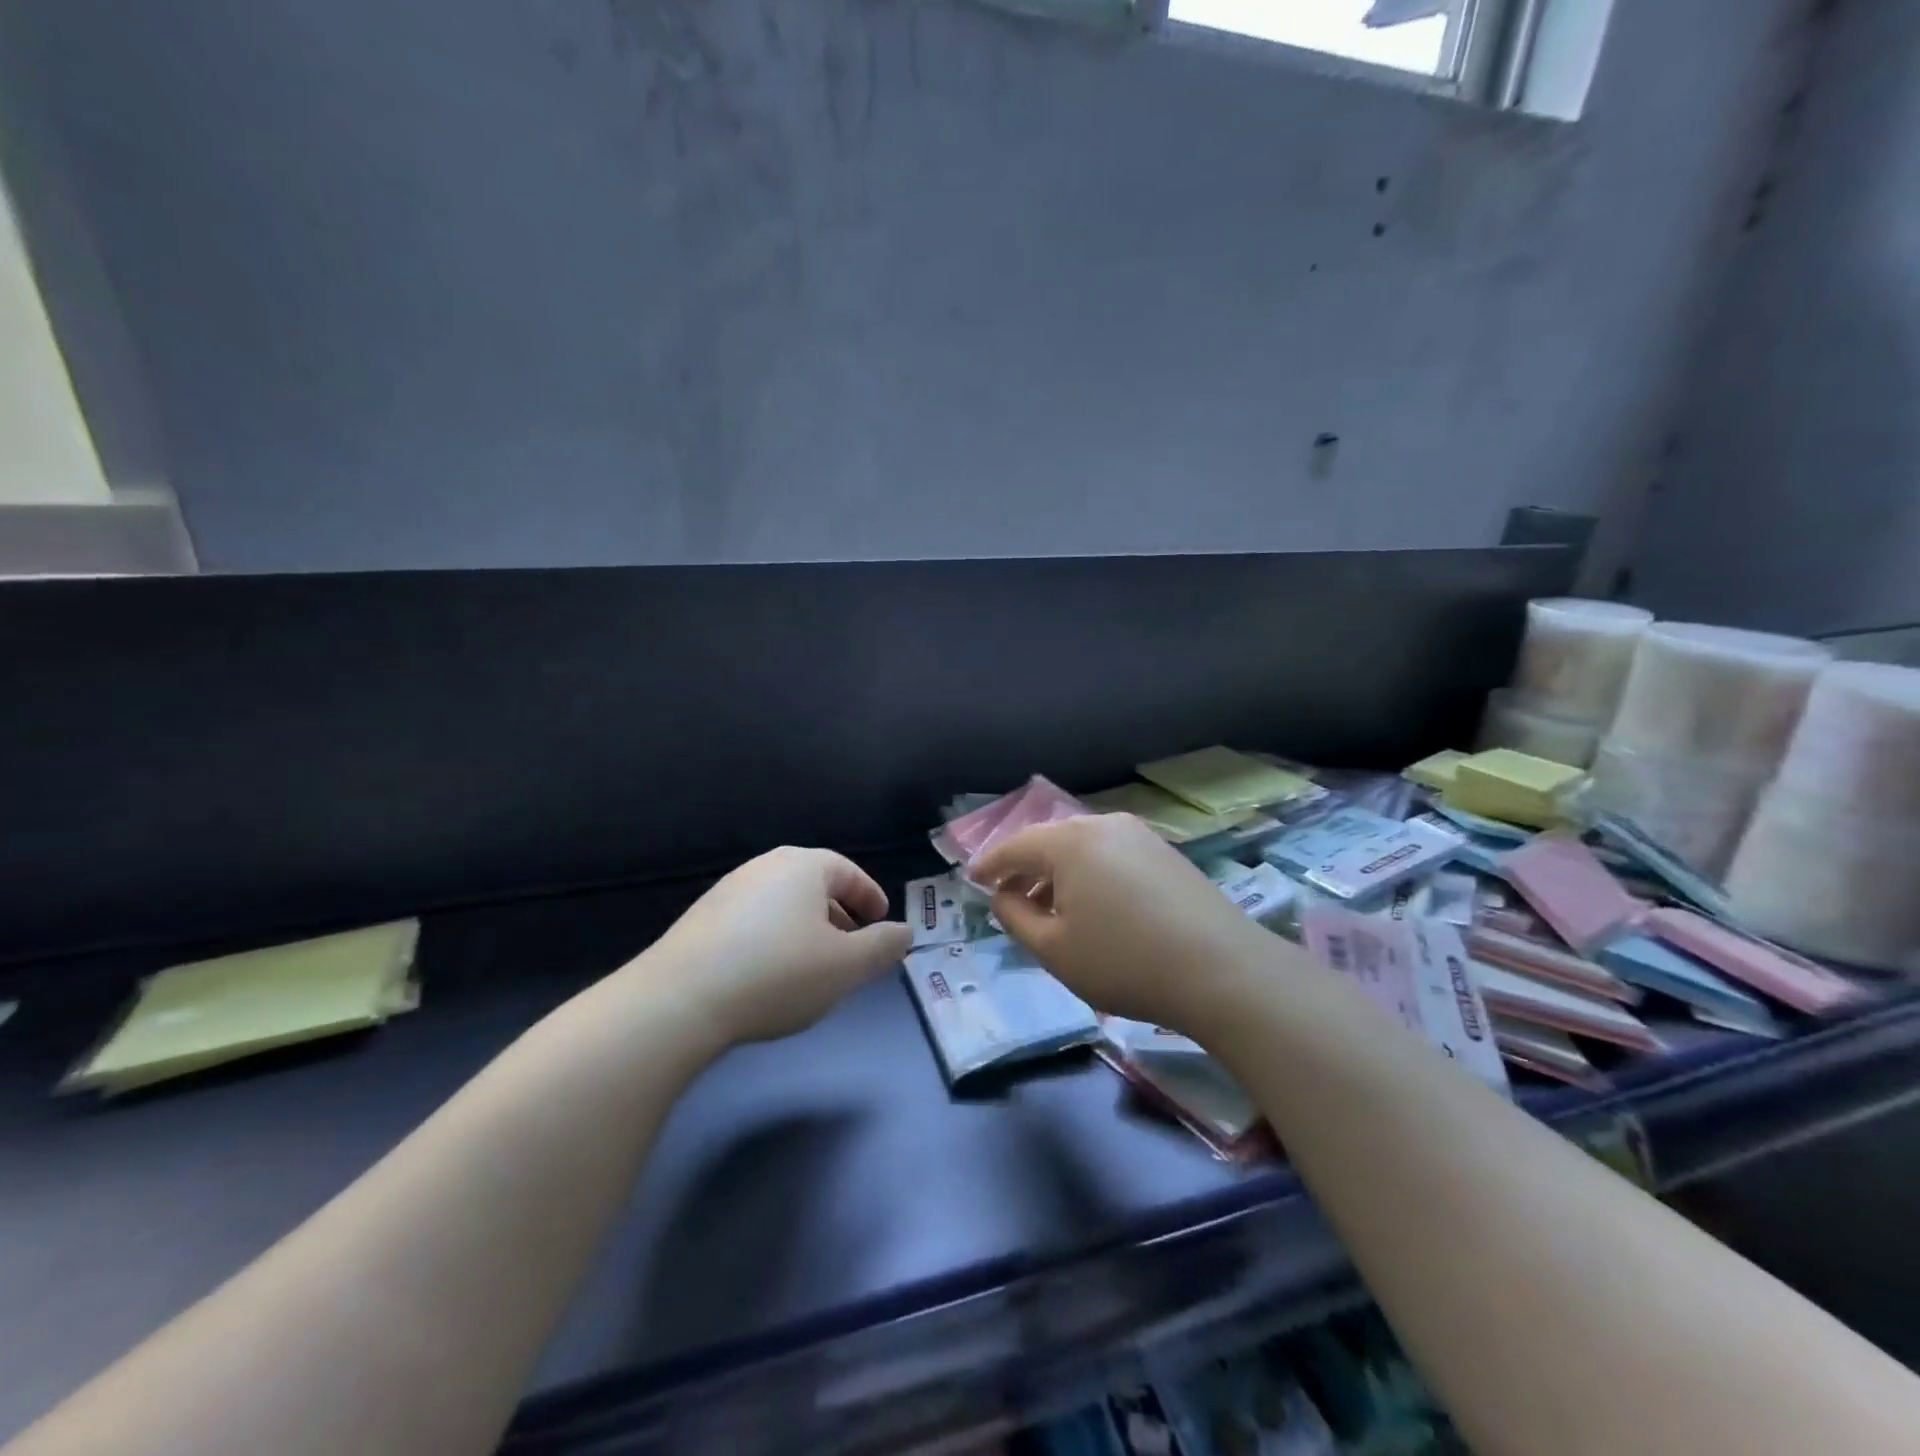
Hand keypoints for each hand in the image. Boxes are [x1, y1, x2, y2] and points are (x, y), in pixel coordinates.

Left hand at [638, 847, 912, 1046]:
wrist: (679, 1001)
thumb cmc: (777, 973)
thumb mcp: (847, 966)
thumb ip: (883, 947)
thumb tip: (904, 932)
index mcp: (802, 866)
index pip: (848, 871)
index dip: (870, 896)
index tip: (882, 923)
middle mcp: (764, 868)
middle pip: (814, 886)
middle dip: (840, 917)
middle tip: (853, 950)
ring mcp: (727, 892)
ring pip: (783, 906)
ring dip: (806, 931)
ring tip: (814, 968)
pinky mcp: (701, 921)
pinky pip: (754, 922)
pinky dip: (774, 941)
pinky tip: (770, 977)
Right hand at [971, 814, 1279, 1032]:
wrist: (1222, 970)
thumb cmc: (1123, 961)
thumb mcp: (1054, 949)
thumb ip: (1015, 917)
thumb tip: (1003, 895)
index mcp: (1069, 841)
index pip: (1014, 846)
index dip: (989, 865)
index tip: (972, 882)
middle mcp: (1103, 824)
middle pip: (1049, 842)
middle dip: (1025, 869)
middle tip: (1008, 898)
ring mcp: (1140, 835)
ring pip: (1082, 848)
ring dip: (1058, 873)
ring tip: (1050, 908)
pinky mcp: (1165, 852)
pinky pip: (1111, 855)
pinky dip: (1090, 874)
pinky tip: (1094, 906)